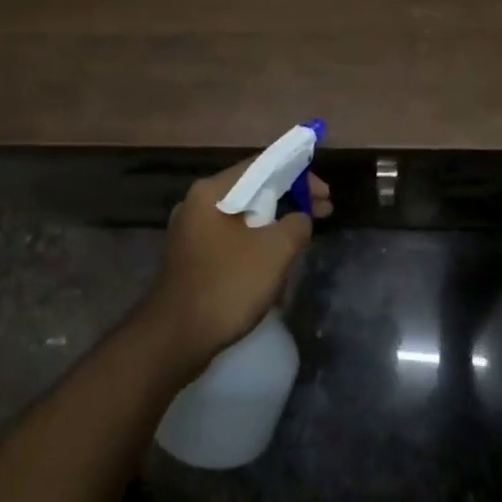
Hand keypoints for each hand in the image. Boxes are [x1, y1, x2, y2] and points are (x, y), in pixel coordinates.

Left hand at [141, 158, 332, 374]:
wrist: (176, 336)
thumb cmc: (228, 284)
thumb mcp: (275, 250)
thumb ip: (296, 224)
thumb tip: (299, 219)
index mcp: (212, 191)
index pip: (262, 165)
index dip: (298, 173)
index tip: (325, 194)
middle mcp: (196, 204)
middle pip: (252, 191)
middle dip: (289, 203)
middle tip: (322, 215)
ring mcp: (190, 233)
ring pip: (243, 220)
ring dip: (274, 231)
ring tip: (298, 250)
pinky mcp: (191, 259)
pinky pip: (231, 243)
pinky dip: (255, 249)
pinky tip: (271, 273)